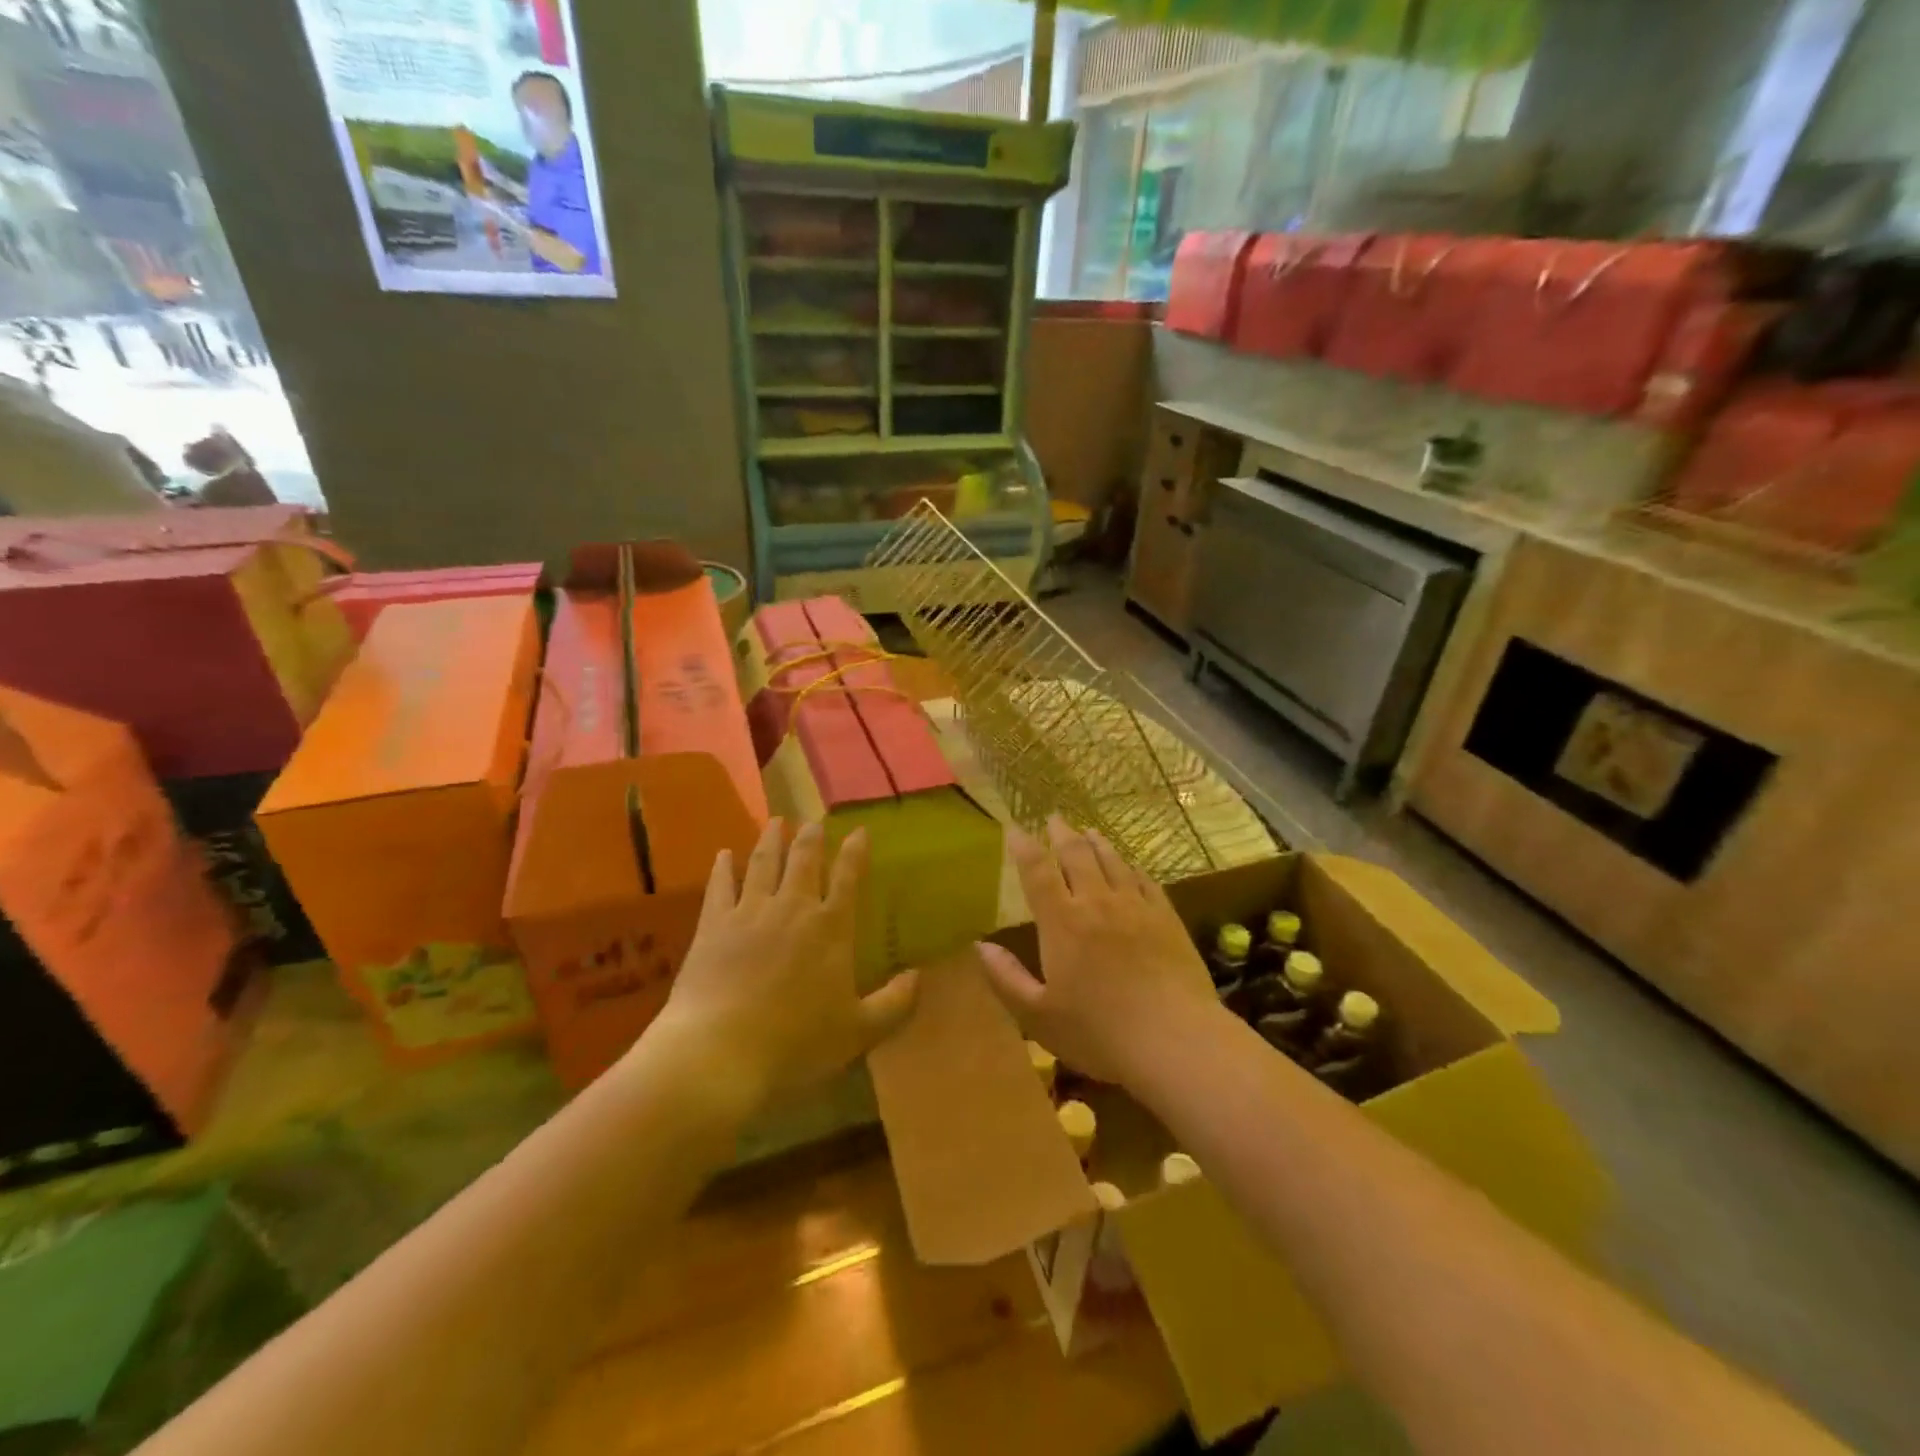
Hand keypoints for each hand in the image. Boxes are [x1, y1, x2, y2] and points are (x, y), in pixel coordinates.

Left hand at [645, 819, 917, 1109]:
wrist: (719, 1052)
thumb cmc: (796, 1044)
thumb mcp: (859, 1031)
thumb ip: (895, 1003)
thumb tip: (919, 976)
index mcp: (830, 928)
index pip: (848, 878)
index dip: (855, 852)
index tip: (860, 831)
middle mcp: (792, 908)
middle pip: (804, 860)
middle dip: (811, 837)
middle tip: (814, 820)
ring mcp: (749, 912)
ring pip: (763, 863)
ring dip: (771, 839)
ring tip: (776, 821)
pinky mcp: (712, 925)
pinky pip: (720, 886)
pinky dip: (723, 867)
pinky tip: (723, 855)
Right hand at [978, 816, 1222, 1086]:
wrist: (1174, 1039)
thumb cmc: (1098, 1032)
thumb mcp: (1038, 1015)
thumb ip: (1006, 978)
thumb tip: (980, 945)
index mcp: (1062, 922)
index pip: (1037, 871)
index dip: (1023, 846)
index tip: (1014, 828)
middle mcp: (1097, 902)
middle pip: (1077, 855)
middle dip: (1062, 834)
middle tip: (1054, 818)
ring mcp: (1135, 907)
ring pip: (1112, 861)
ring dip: (1096, 843)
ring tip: (1088, 831)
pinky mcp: (1166, 918)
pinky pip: (1145, 880)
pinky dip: (1131, 866)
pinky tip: (1130, 865)